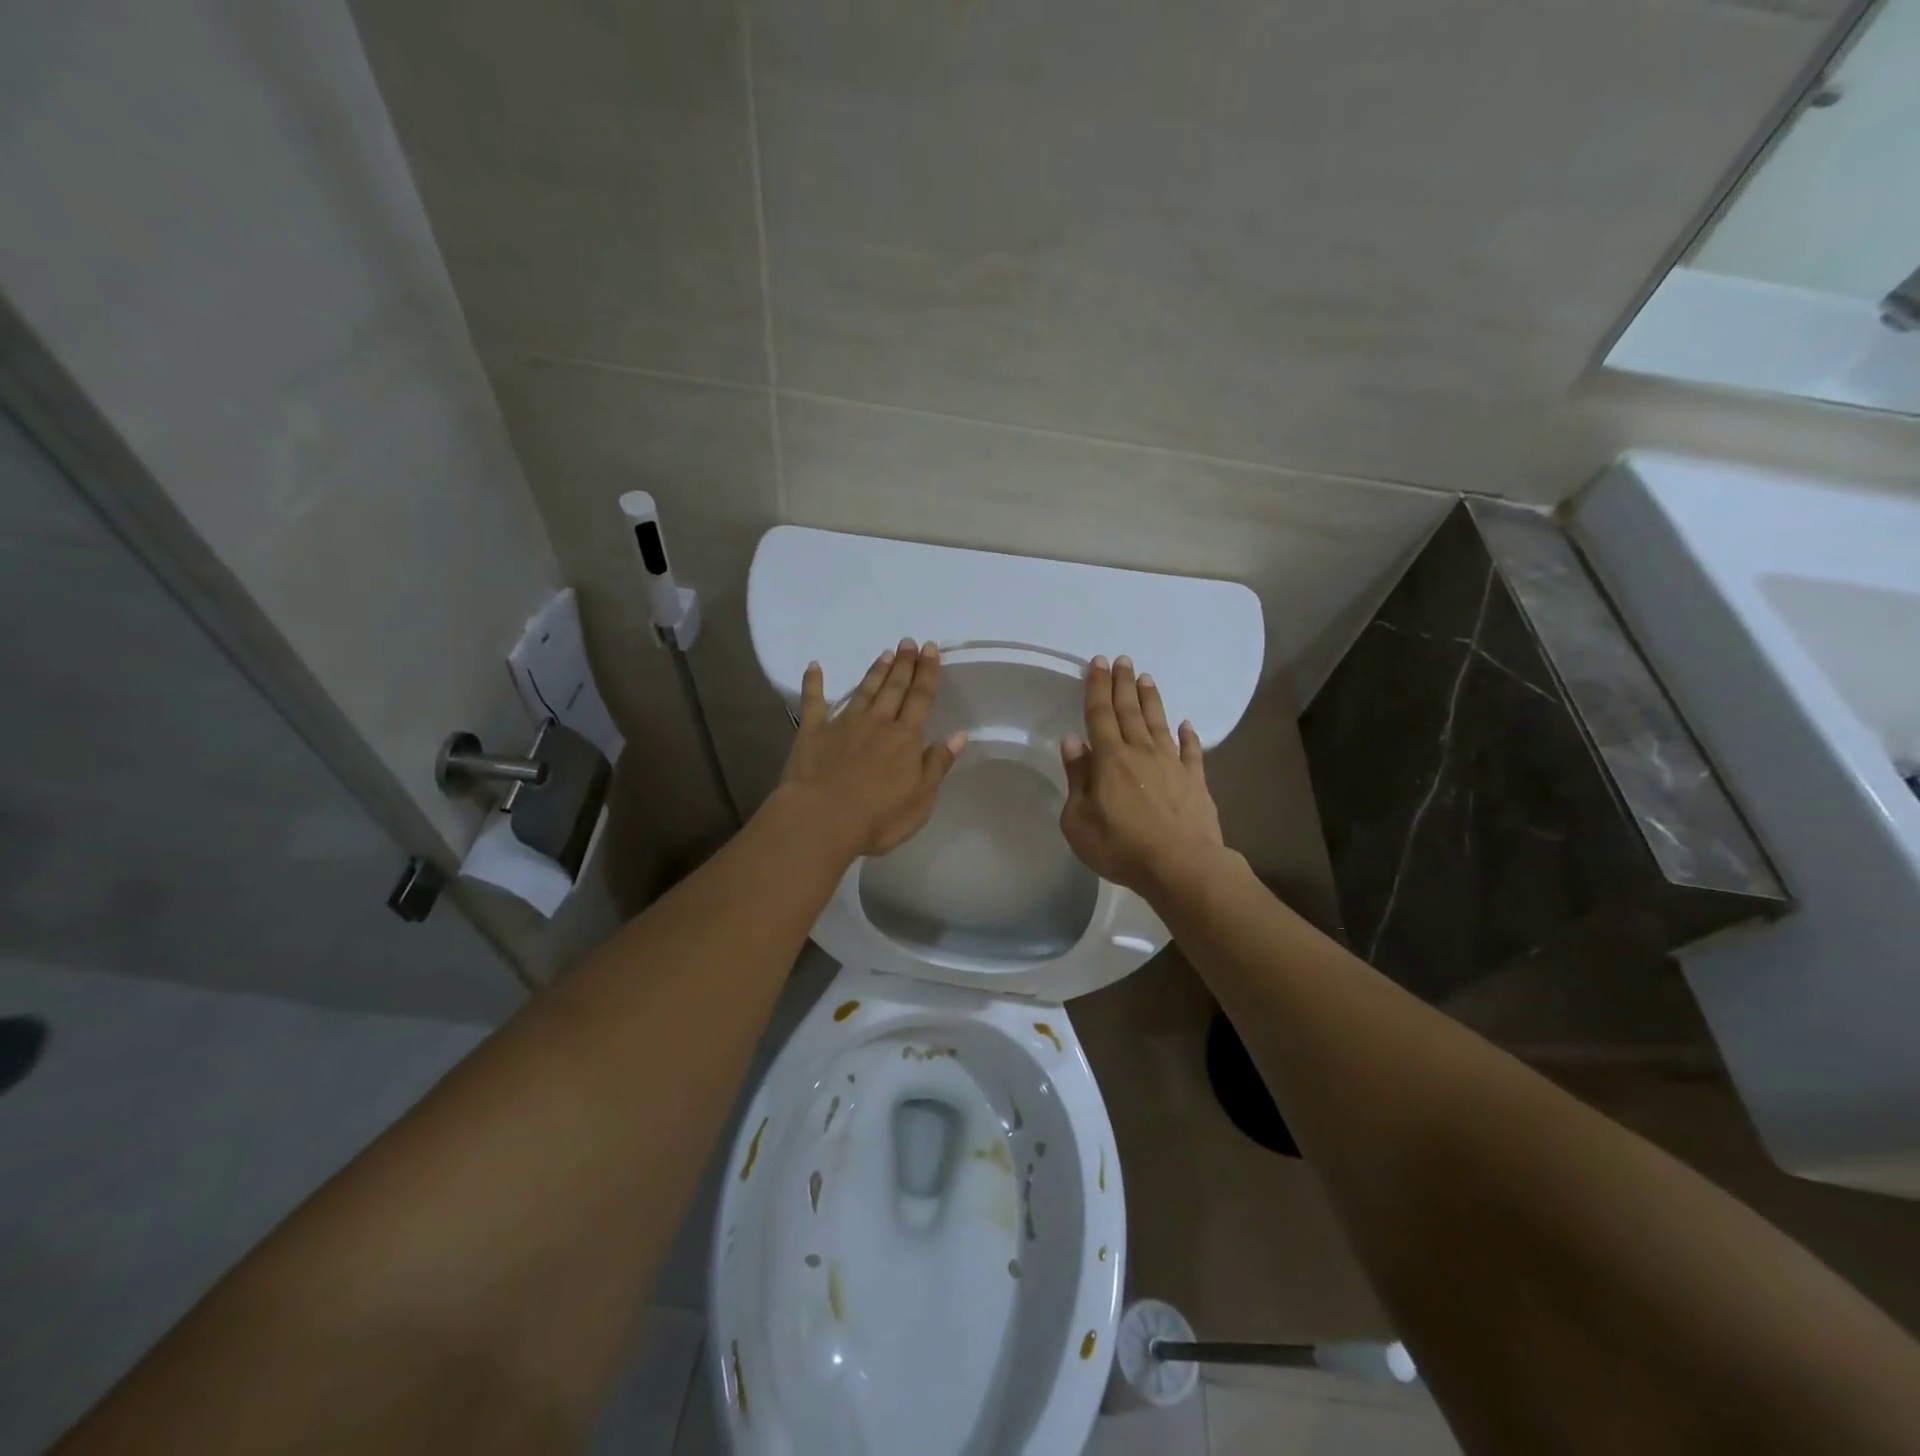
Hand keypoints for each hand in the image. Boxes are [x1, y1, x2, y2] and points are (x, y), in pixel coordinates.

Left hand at [780, 639, 967, 858]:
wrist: (822, 819)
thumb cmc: (879, 816)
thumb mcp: (921, 798)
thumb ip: (937, 764)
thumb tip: (959, 735)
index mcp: (905, 738)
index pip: (920, 698)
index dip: (927, 673)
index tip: (930, 649)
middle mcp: (877, 723)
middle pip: (894, 688)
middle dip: (904, 664)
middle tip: (908, 642)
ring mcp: (842, 724)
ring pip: (863, 691)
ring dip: (875, 672)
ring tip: (884, 653)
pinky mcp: (812, 732)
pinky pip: (813, 702)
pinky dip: (813, 683)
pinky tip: (814, 667)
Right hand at [1059, 655, 1223, 898]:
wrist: (1181, 866)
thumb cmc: (1120, 846)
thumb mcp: (1079, 820)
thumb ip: (1077, 778)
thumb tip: (1073, 742)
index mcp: (1110, 759)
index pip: (1100, 714)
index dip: (1097, 687)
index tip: (1098, 662)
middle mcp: (1141, 752)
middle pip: (1130, 711)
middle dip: (1123, 684)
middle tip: (1123, 659)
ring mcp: (1172, 764)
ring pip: (1159, 723)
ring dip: (1151, 700)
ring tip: (1147, 678)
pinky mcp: (1195, 781)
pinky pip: (1191, 751)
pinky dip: (1188, 735)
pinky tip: (1186, 724)